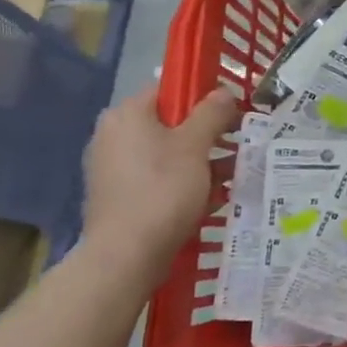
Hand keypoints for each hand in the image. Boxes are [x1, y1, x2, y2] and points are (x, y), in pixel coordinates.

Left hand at [82, 85, 239, 281]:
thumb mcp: (196, 145)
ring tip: (231, 176)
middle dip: (205, 135)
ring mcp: (111, 168)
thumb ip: (212, 113)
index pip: (169, 89)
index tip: (230, 113)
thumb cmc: (162, 190)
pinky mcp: (116, 197)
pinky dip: (181, 183)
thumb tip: (223, 93)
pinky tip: (208, 199)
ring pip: (166, 154)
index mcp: (127, 114)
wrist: (126, 256)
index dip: (203, 97)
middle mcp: (112, 135)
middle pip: (169, 124)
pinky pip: (156, 179)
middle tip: (236, 145)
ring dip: (199, 161)